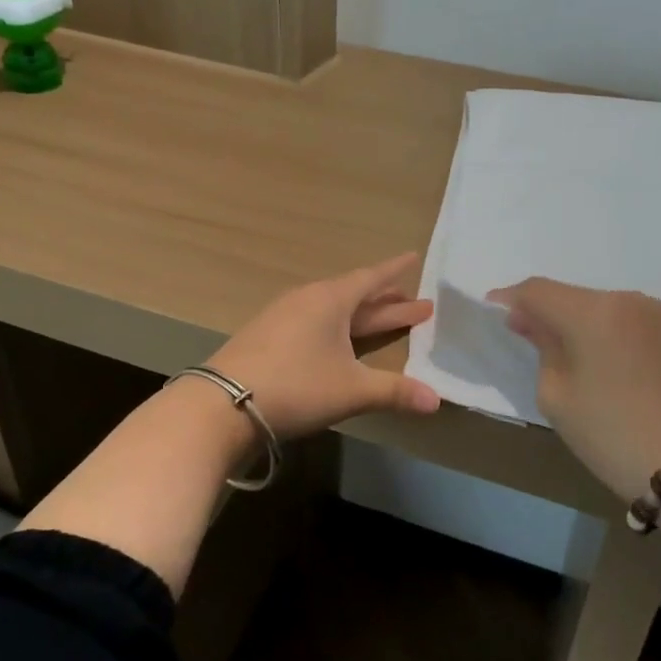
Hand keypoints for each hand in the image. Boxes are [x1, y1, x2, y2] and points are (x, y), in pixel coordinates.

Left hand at [209, 253, 441, 439]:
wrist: (222, 404)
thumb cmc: (296, 385)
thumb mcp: (351, 389)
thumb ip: (395, 392)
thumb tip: (437, 400)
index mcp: (331, 300)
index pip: (371, 278)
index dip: (394, 271)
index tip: (413, 257)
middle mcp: (308, 300)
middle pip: (356, 296)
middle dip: (388, 303)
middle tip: (419, 306)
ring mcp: (284, 317)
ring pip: (334, 311)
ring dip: (362, 316)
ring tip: (384, 321)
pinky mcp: (268, 337)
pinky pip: (314, 322)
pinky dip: (338, 329)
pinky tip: (339, 342)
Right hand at [487, 278, 660, 499]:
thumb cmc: (610, 434)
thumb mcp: (556, 394)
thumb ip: (540, 347)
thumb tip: (529, 321)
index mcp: (593, 313)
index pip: (538, 291)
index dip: (510, 300)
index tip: (493, 313)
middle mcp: (625, 299)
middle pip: (569, 295)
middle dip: (544, 311)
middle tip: (526, 337)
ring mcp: (654, 311)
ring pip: (598, 305)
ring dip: (575, 320)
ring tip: (565, 353)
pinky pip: (623, 317)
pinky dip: (603, 329)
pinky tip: (600, 358)